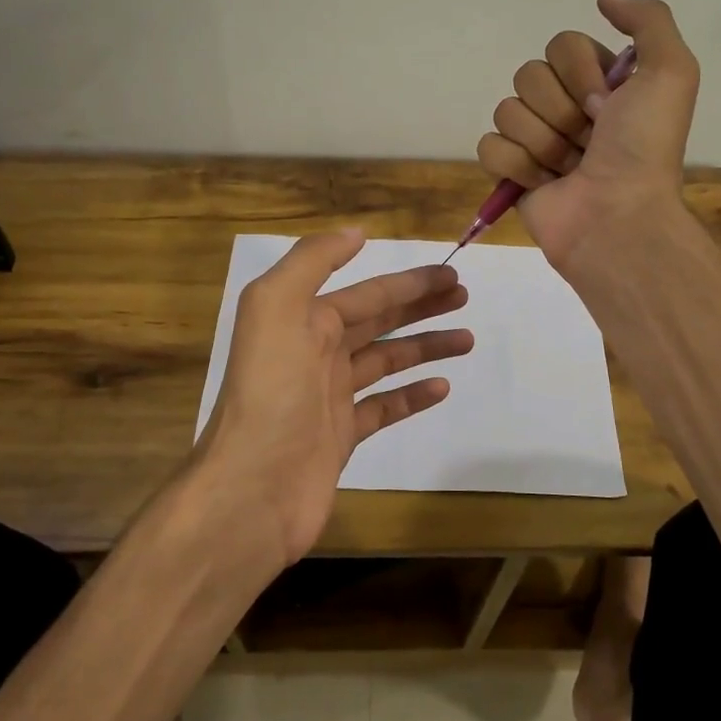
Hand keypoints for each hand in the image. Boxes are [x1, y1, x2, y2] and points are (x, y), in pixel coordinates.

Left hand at [192, 228, 472, 566]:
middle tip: (464, 297)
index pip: (367, 292)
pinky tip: (442, 387)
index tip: (450, 274)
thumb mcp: (276, 306)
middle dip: (420, 306)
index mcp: (302, 320)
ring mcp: (329, 396)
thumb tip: (355, 233)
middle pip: (378, 320)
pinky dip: (412, 395)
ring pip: (386, 361)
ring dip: (425, 346)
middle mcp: (315, 352)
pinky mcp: (341, 435)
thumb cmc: (270, 392)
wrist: (252, 487)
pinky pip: (384, 407)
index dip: (408, 281)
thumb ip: (312, 261)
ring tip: (467, 340)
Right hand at [477, 0, 699, 272]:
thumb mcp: (671, 73)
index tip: (606, 105)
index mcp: (599, 82)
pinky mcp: (511, 172)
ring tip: (569, 168)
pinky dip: (516, 165)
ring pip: (506, 110)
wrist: (617, 217)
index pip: (560, 45)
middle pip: (528, 75)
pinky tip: (544, 183)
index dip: (580, 73)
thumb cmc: (644, 148)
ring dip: (542, 142)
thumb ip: (648, 21)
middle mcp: (566, 106)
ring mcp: (535, 139)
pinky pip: (488, 145)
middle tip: (589, 140)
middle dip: (560, 111)